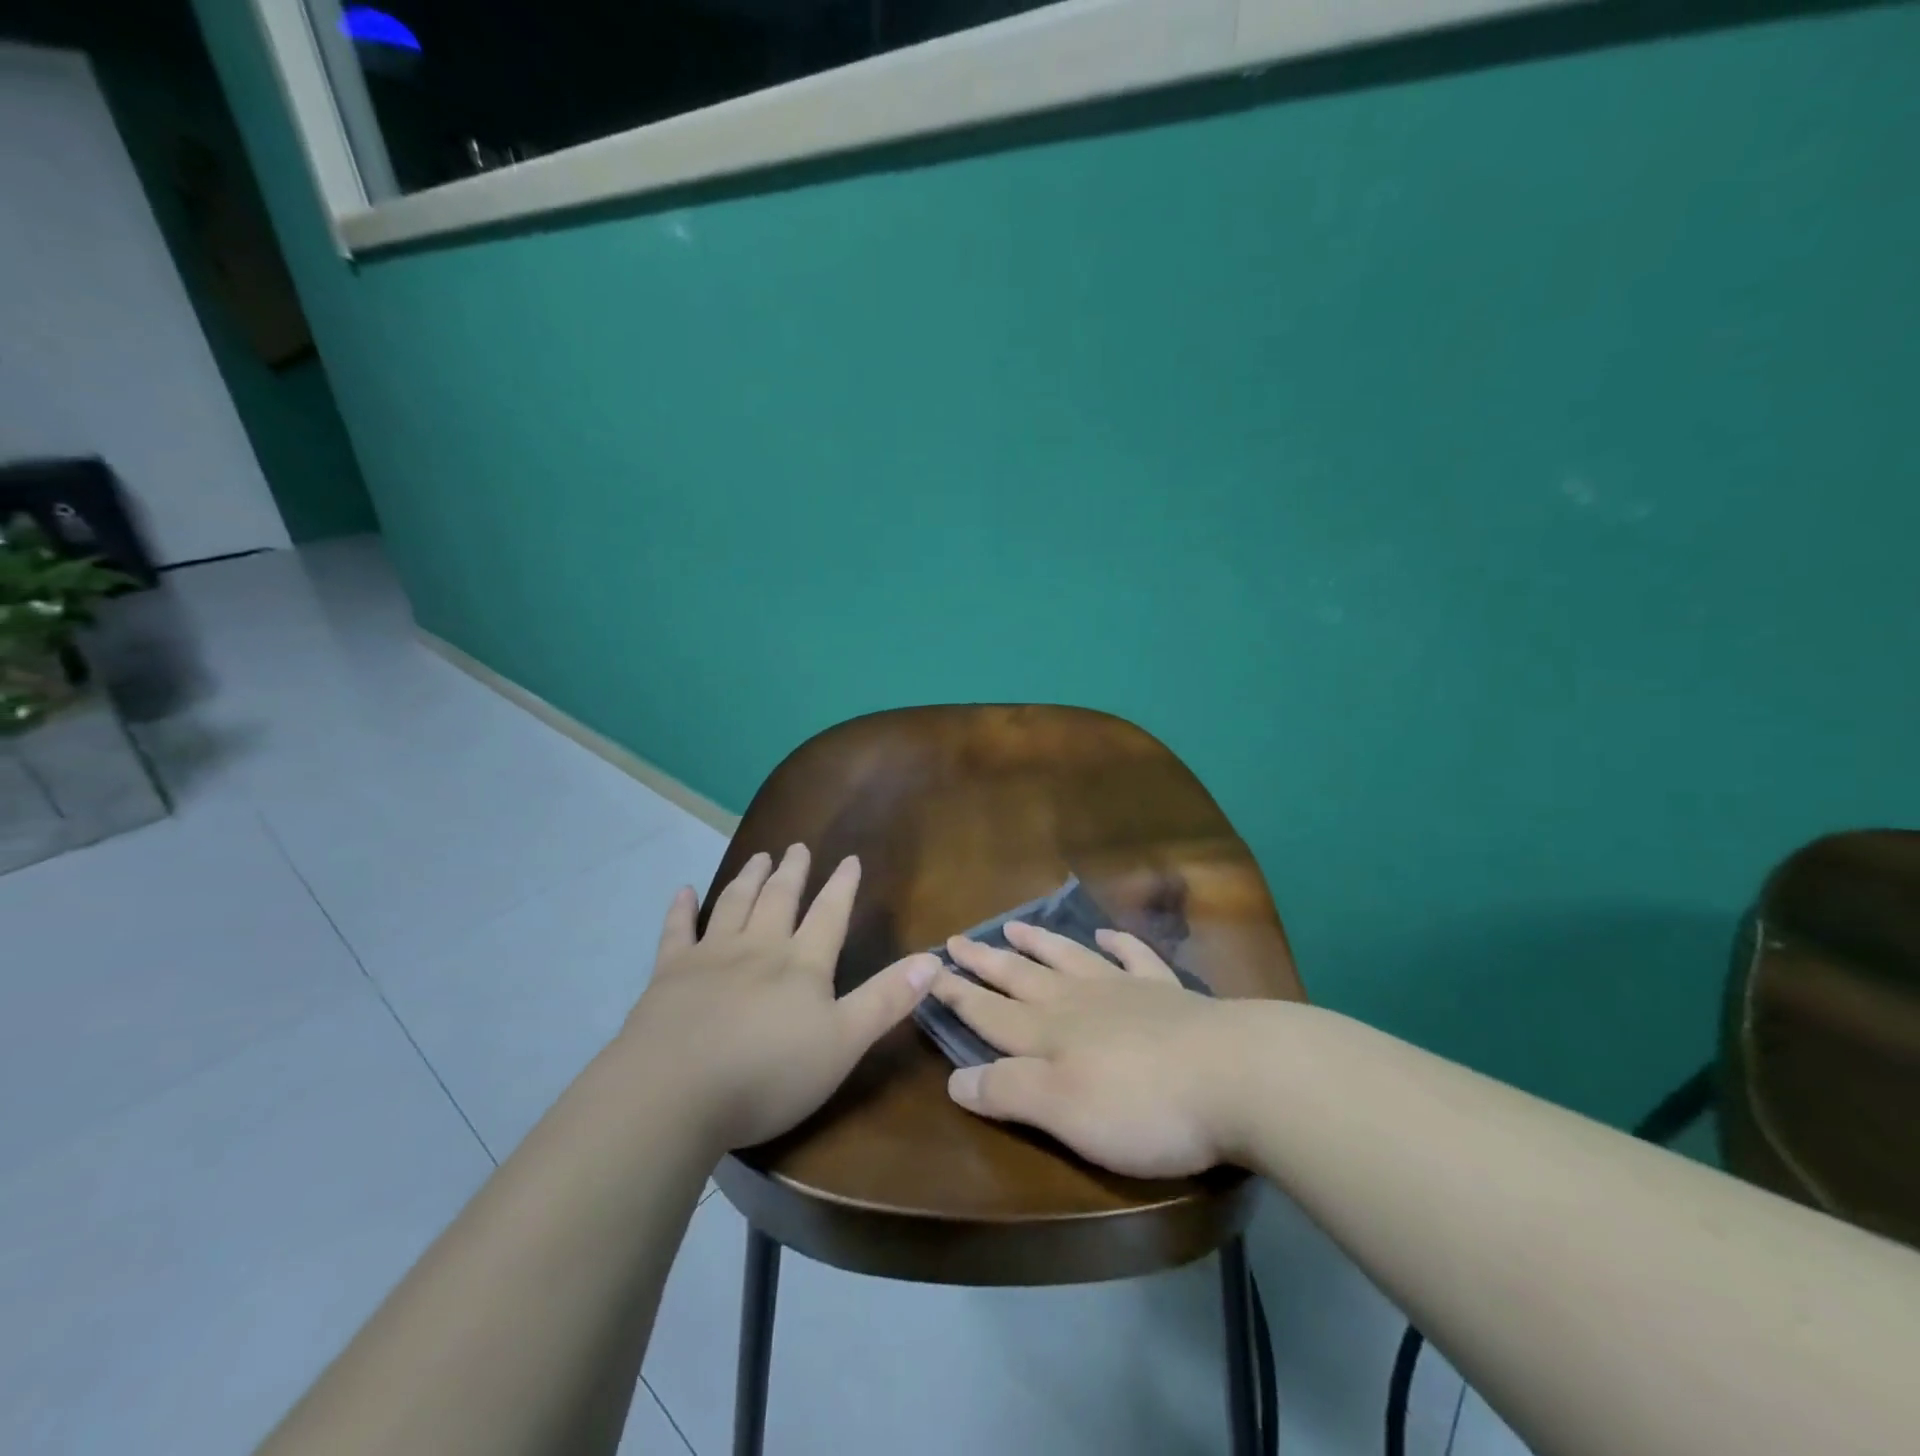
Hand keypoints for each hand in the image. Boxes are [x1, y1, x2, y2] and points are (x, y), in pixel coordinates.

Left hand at [624, 844, 938, 1150]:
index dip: (842, 886)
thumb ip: (887, 1000)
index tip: (850, 859)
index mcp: (802, 964)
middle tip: (797, 847)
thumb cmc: (768, 1073)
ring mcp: (711, 956)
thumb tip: (933, 959)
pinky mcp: (669, 974)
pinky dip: (681, 909)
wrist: (675, 1092)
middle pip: (780, 899)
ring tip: (759, 857)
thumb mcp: (844, 1043)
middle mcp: (759, 947)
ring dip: (749, 878)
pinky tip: (683, 891)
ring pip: (734, 904)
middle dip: (793, 872)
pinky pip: (676, 932)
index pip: (829, 914)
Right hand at [931, 921, 1244, 1178]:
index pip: (990, 1013)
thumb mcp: (1064, 1112)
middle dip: (986, 962)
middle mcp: (1079, 1002)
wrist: (1236, 1075)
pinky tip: (1106, 935)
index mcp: (1050, 1034)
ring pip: (1069, 958)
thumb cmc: (1143, 1105)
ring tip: (1013, 925)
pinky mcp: (1168, 993)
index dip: (958, 996)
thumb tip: (953, 1078)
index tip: (930, 973)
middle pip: (1022, 977)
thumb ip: (1008, 1092)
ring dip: (1039, 943)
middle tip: (959, 939)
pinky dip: (1116, 944)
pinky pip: (1134, 957)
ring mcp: (1125, 990)